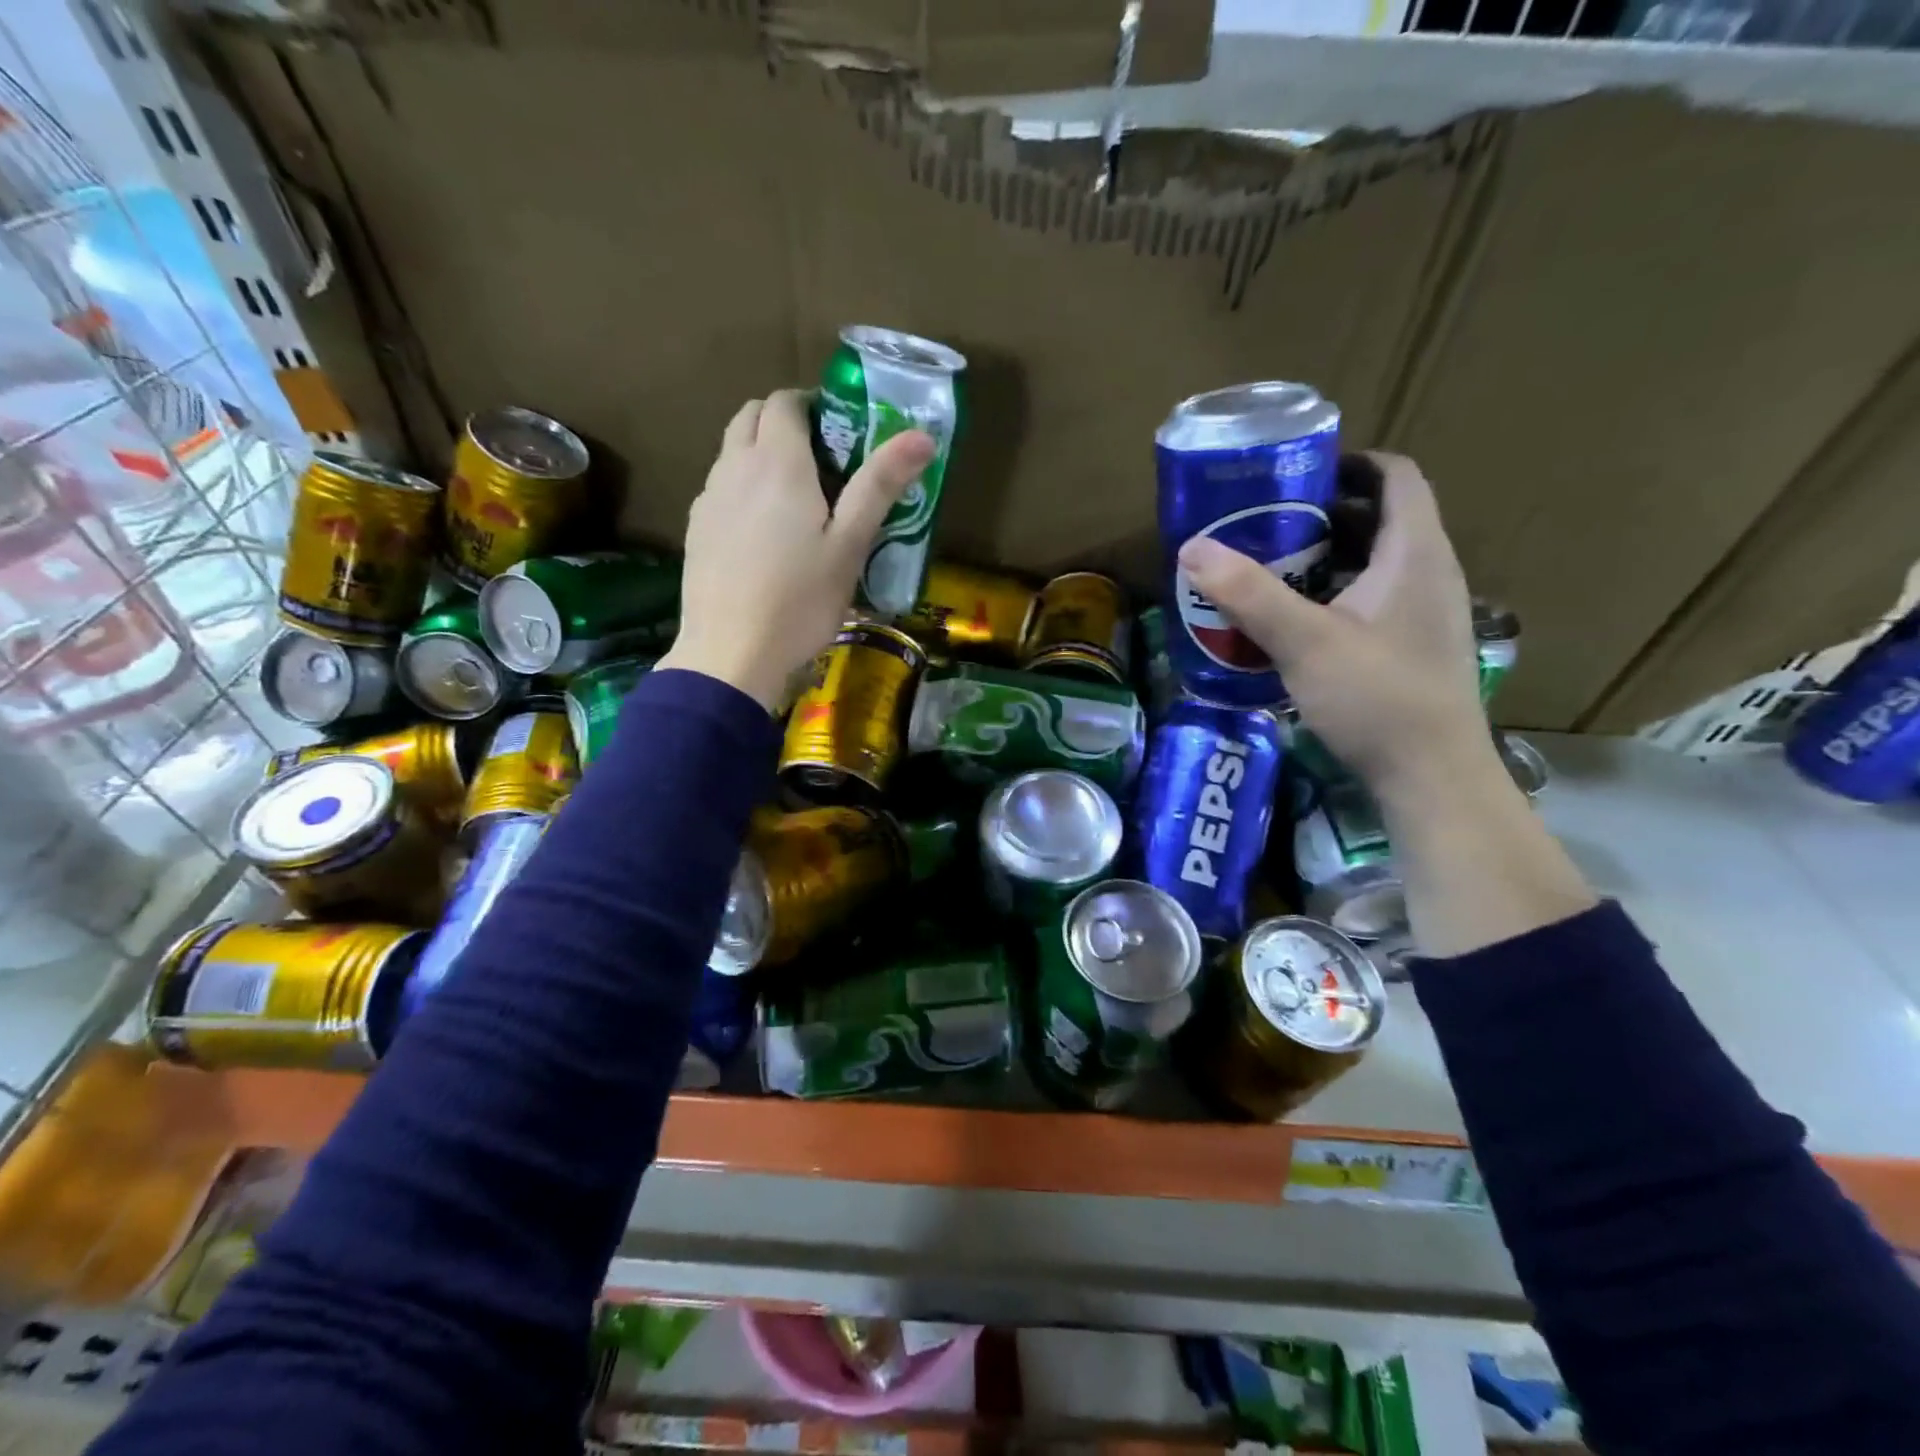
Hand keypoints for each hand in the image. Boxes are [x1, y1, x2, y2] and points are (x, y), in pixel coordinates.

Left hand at [660, 389, 933, 708]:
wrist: (731, 654)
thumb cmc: (800, 601)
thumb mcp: (850, 545)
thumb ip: (880, 485)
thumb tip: (922, 436)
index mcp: (777, 462)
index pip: (786, 401)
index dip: (812, 404)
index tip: (840, 430)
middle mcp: (734, 467)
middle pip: (751, 415)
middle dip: (783, 421)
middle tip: (821, 458)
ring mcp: (708, 498)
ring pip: (732, 451)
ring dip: (760, 452)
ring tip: (795, 498)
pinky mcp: (695, 529)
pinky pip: (721, 487)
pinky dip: (742, 487)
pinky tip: (763, 533)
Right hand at [1176, 452, 1489, 799]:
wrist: (1432, 776)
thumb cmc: (1376, 697)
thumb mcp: (1304, 642)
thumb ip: (1248, 593)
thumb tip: (1192, 548)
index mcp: (1415, 553)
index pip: (1396, 476)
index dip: (1350, 463)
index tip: (1296, 472)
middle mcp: (1431, 573)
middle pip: (1383, 517)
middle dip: (1325, 512)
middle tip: (1266, 521)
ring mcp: (1427, 613)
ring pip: (1378, 562)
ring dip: (1329, 555)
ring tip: (1272, 566)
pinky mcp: (1416, 646)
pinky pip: (1376, 598)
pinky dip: (1338, 592)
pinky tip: (1298, 620)